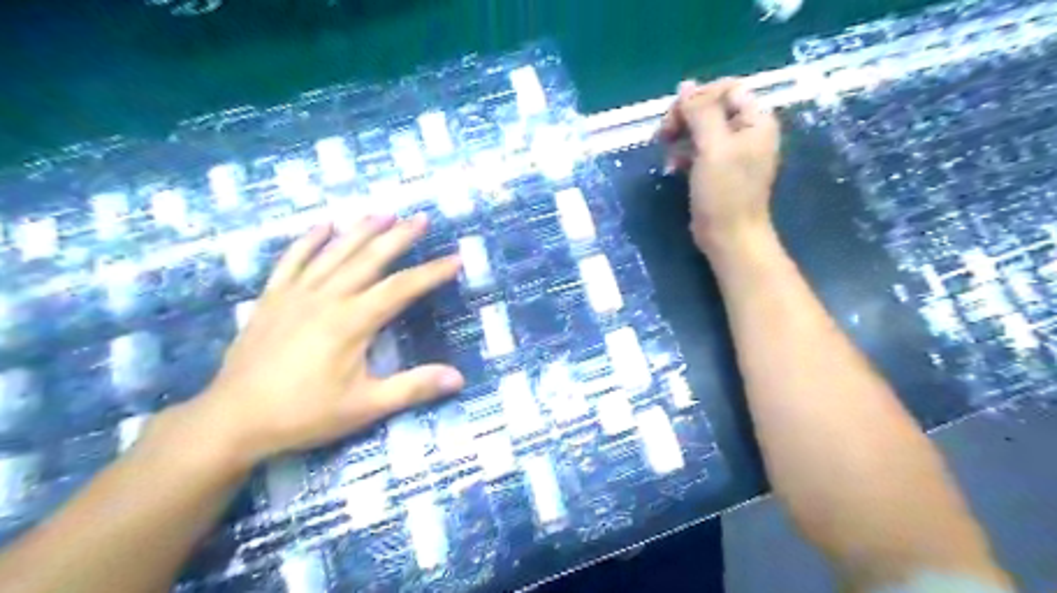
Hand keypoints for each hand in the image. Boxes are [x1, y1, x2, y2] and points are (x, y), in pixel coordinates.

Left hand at [184, 213, 465, 467]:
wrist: (233, 419)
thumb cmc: (304, 413)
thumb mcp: (365, 406)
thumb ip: (413, 388)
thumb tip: (458, 378)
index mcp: (352, 322)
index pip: (401, 288)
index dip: (431, 272)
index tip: (455, 259)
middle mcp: (326, 297)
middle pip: (369, 259)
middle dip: (398, 237)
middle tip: (420, 218)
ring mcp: (296, 294)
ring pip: (334, 252)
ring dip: (361, 230)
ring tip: (384, 212)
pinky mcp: (272, 297)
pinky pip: (292, 259)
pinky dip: (309, 240)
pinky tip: (324, 225)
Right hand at [657, 75, 779, 252]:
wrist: (729, 237)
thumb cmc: (725, 192)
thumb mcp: (712, 148)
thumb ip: (700, 113)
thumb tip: (685, 86)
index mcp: (756, 120)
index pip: (726, 89)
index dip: (699, 97)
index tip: (676, 117)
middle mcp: (747, 131)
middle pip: (712, 107)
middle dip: (686, 116)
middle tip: (664, 134)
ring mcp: (733, 152)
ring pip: (702, 129)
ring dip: (681, 136)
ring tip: (666, 151)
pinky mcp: (719, 170)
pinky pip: (699, 150)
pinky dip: (684, 154)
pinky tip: (672, 167)